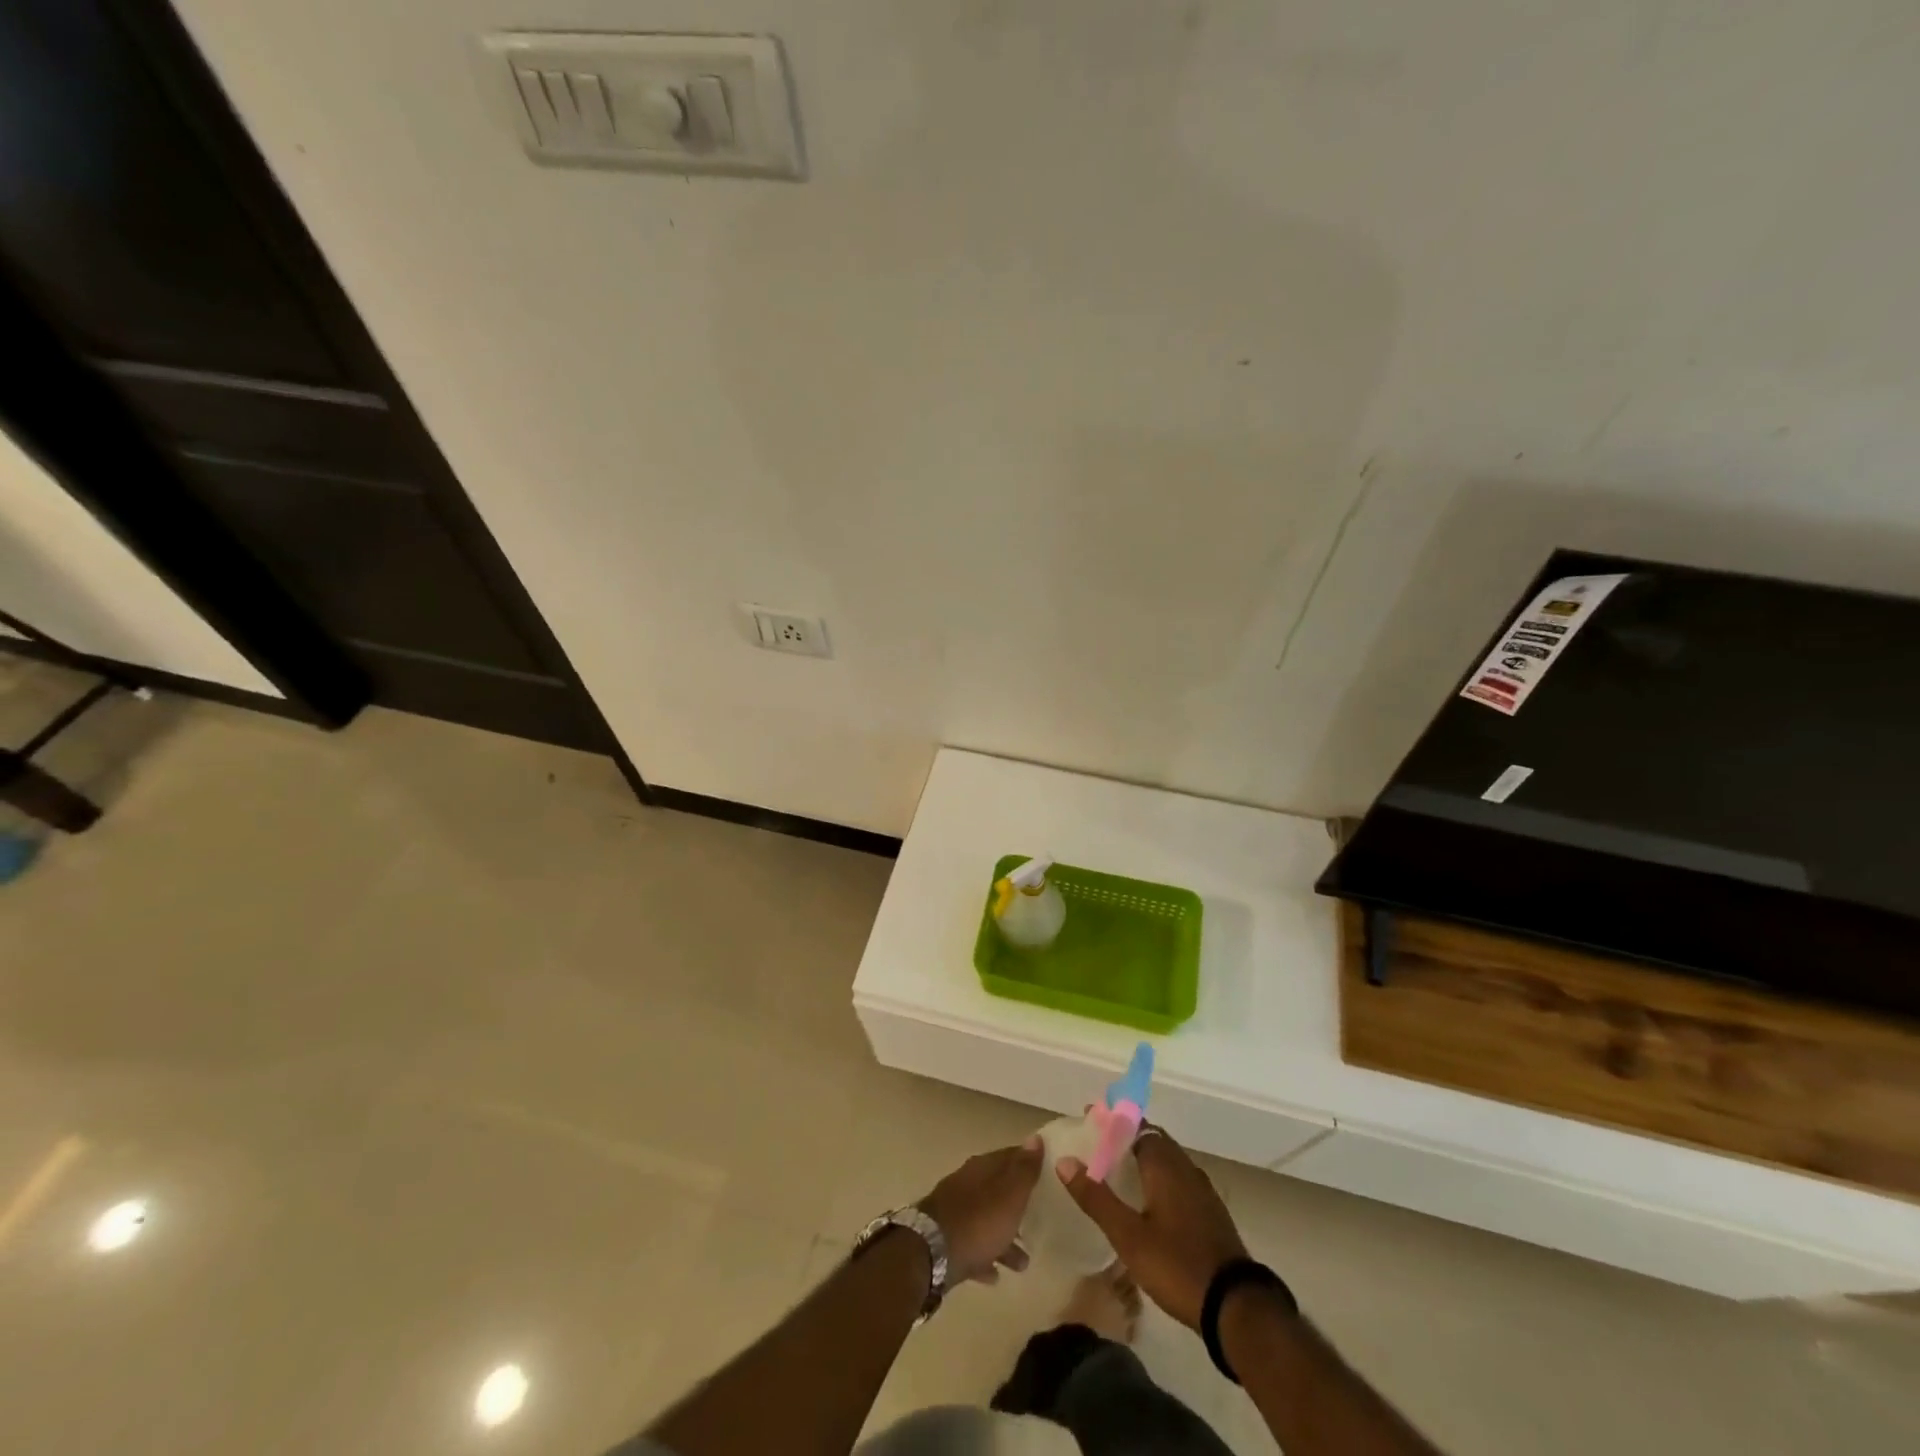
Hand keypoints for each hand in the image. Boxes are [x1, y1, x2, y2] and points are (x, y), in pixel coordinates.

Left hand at [917, 1138, 1043, 1284]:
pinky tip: (995, 1275)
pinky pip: (973, 1247)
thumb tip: (1035, 1138)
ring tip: (1024, 1262)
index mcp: (983, 1168)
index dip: (1028, 1163)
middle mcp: (968, 1184)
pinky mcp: (947, 1240)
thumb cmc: (979, 1221)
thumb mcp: (1010, 1194)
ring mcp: (955, 1212)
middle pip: (998, 1190)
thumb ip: (1024, 1169)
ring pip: (986, 1221)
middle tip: (1039, 1218)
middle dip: (1017, 1204)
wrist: (932, 1253)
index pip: (1010, 1156)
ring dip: (1004, 1237)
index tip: (1046, 1173)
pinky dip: (985, 1257)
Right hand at [1057, 1127, 1247, 1329]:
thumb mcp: (1128, 1236)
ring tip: (1121, 1170)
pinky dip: (1161, 1178)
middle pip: (1155, 1140)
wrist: (1236, 1307)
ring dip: (1146, 1158)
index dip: (1114, 1121)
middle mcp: (1185, 1169)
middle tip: (1101, 1146)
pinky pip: (1181, 1180)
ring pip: (1170, 1161)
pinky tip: (1151, 1201)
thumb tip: (1065, 1161)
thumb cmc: (1176, 1265)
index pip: (1138, 1126)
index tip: (1091, 1117)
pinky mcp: (1212, 1214)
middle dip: (1128, 1137)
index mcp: (1165, 1165)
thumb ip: (1096, 1198)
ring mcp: (1203, 1191)